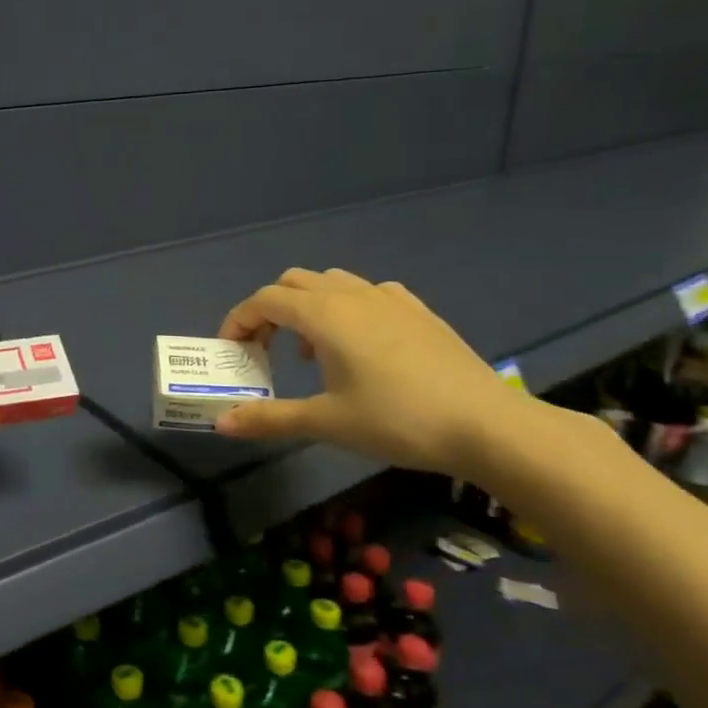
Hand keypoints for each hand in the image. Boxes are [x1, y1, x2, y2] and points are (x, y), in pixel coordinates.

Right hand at [213, 268, 527, 474]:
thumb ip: (270, 418)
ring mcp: (388, 298)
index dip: (239, 321)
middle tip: (265, 350)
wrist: (486, 424)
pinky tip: (360, 344)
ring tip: (311, 350)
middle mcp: (351, 294)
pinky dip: (346, 308)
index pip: (264, 300)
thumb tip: (222, 423)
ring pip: (330, 282)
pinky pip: (367, 293)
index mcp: (323, 314)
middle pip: (292, 283)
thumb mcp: (326, 422)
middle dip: (269, 310)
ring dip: (307, 307)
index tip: (232, 351)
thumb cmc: (396, 420)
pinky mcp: (417, 310)